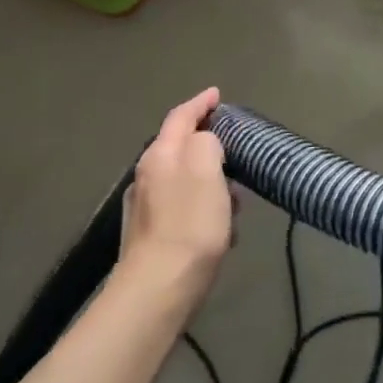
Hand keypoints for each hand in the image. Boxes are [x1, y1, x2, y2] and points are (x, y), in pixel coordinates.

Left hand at [119, 88, 233, 307]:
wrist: (159, 288)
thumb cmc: (190, 223)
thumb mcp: (206, 169)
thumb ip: (207, 142)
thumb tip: (206, 142)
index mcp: (160, 155)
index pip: (180, 117)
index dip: (200, 103)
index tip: (217, 94)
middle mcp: (147, 175)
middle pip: (179, 147)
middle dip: (207, 143)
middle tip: (234, 146)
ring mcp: (146, 207)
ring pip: (183, 180)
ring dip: (209, 181)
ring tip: (236, 195)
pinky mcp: (152, 236)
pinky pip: (184, 209)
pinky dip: (204, 208)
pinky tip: (222, 229)